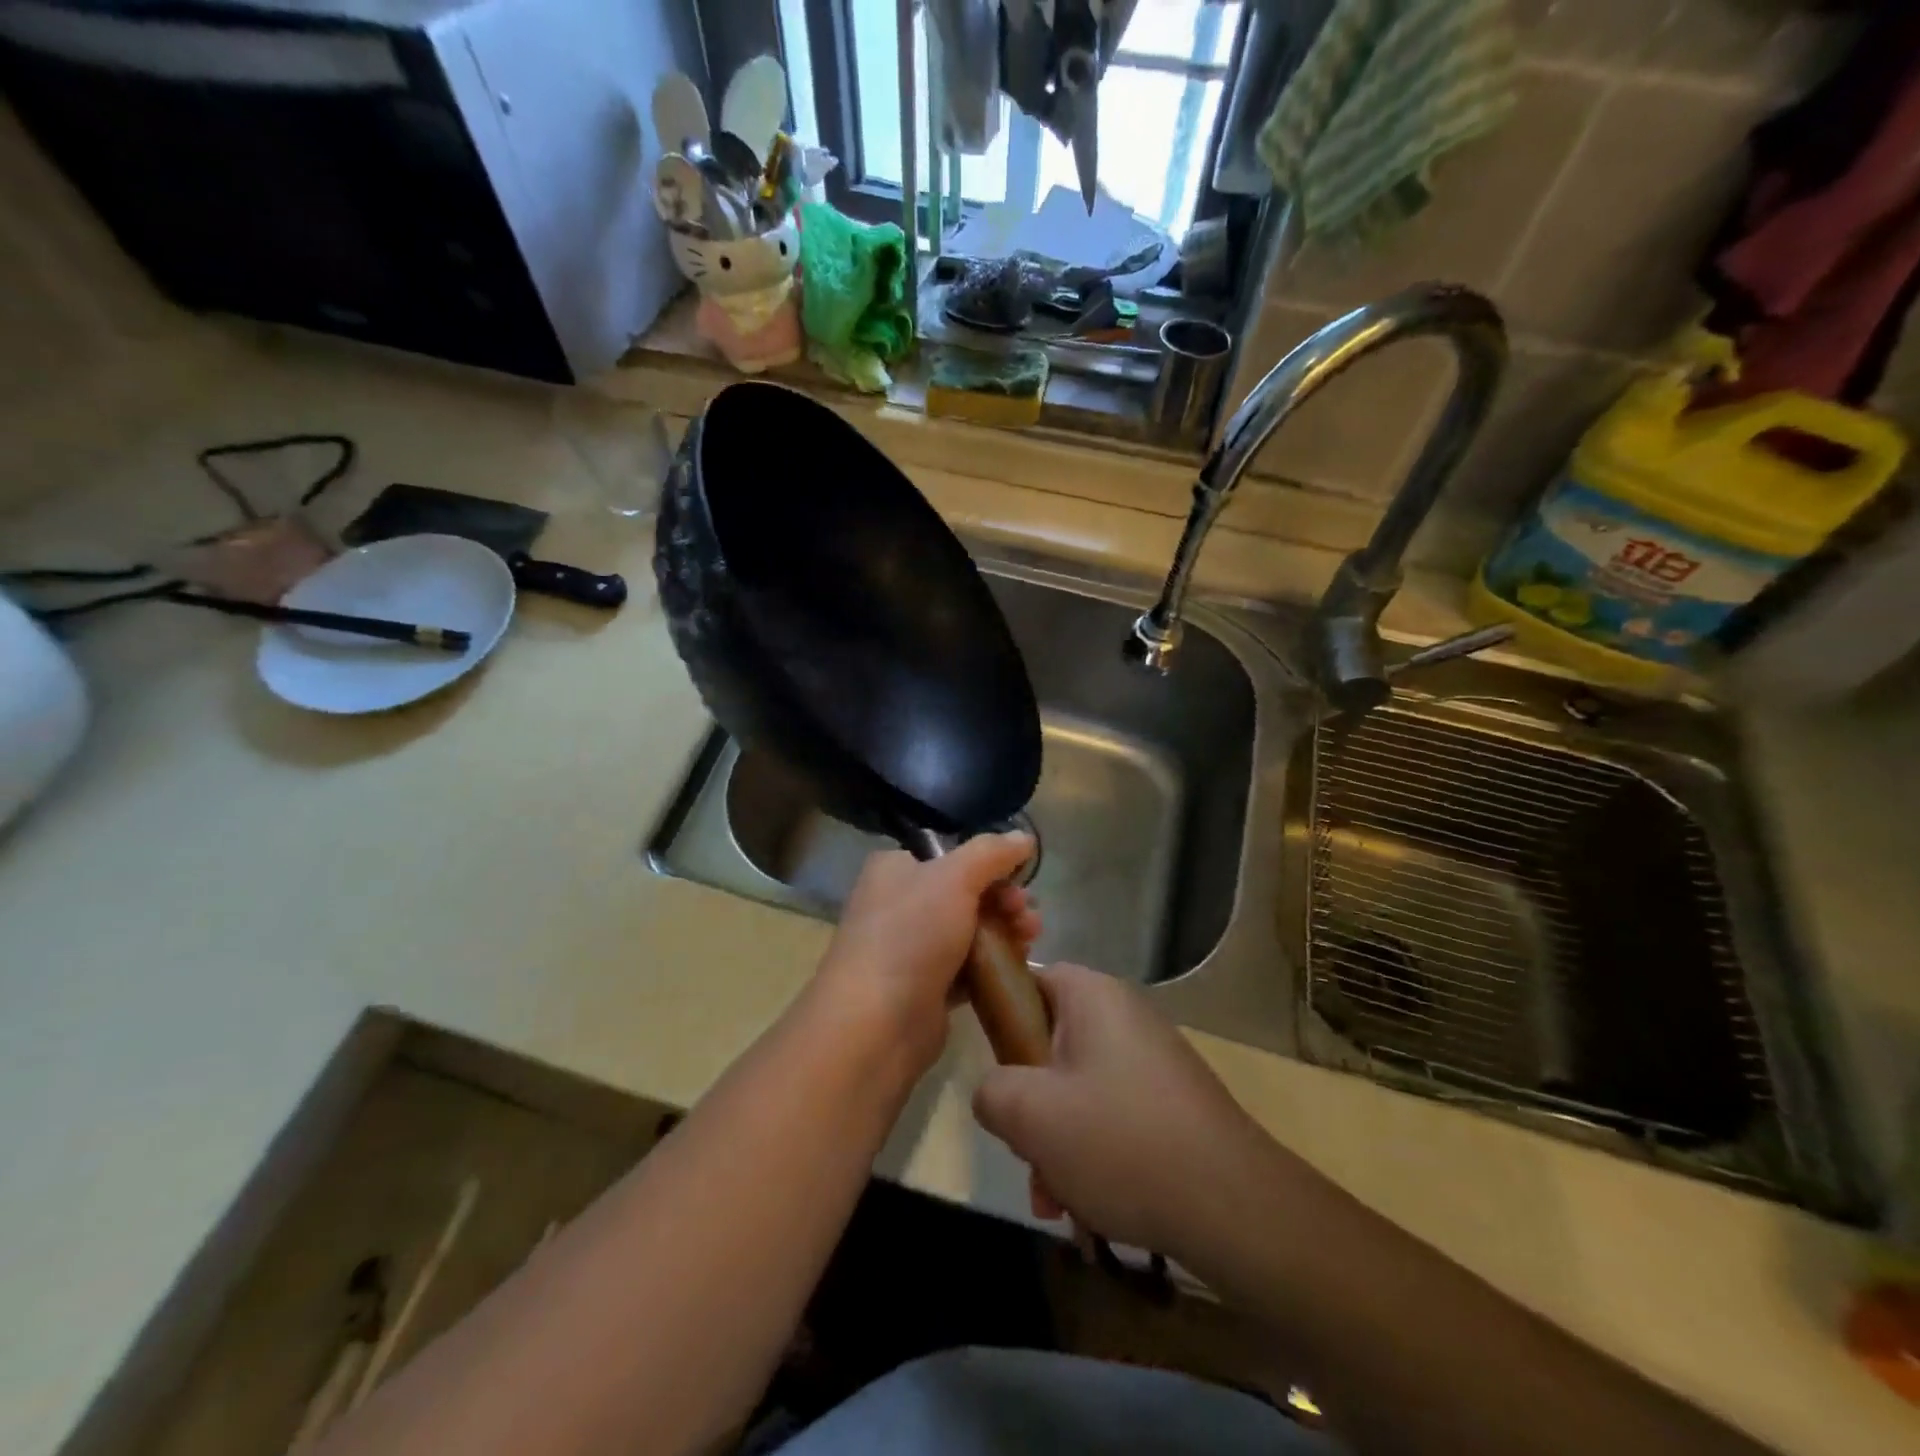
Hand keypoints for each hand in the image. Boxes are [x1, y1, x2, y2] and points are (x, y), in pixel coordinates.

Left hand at [809, 833, 1038, 1084]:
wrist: (877, 1023)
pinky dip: (992, 964)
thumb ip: (992, 853)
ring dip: (1005, 930)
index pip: (950, 855)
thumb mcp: (954, 877)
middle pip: (965, 892)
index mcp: (895, 869)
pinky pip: (967, 967)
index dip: (989, 864)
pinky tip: (1016, 966)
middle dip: (1004, 900)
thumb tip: (1025, 838)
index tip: (1020, 877)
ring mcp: (911, 948)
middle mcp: (898, 904)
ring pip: (970, 931)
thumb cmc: (911, 935)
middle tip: (1027, 914)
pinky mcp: (926, 988)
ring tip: (1030, 939)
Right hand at [972, 963, 1277, 1259]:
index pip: (1030, 980)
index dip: (1002, 1021)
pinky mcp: (1172, 1103)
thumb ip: (991, 1090)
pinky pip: (1113, 1116)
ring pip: (1079, 1090)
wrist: (1234, 1207)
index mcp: (1093, 996)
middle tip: (1027, 1154)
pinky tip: (1091, 1210)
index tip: (996, 1073)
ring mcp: (1153, 1060)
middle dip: (1031, 1108)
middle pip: (1051, 1046)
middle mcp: (1125, 1016)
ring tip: (1056, 1202)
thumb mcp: (1031, 1115)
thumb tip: (995, 1092)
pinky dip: (1094, 1156)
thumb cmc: (1121, 1142)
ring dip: (1058, 1144)